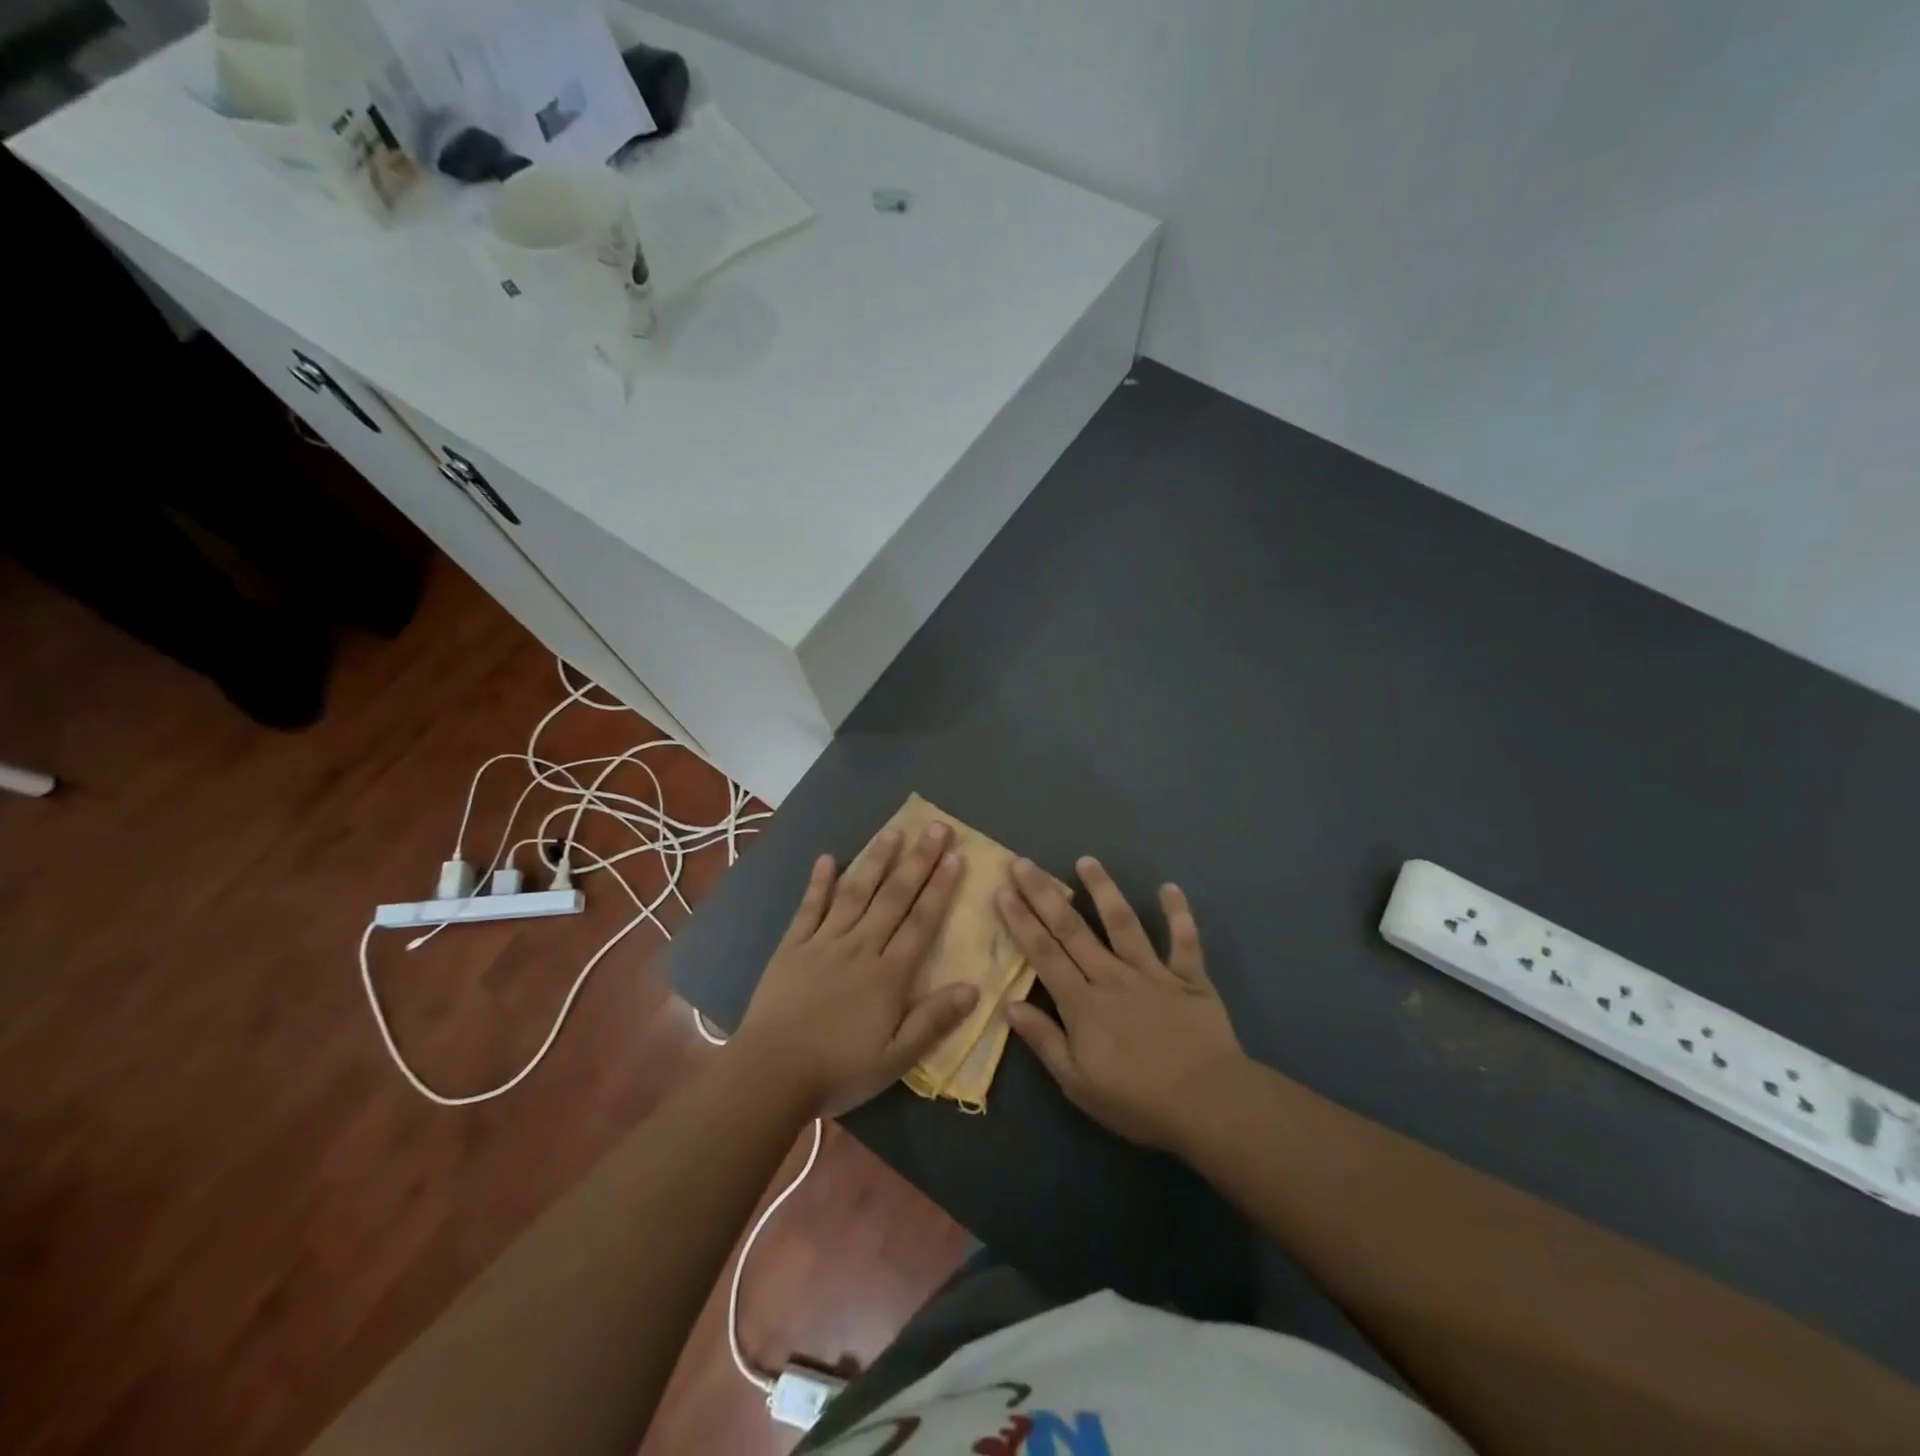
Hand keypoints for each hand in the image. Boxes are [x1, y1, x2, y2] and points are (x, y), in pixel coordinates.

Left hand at [733, 824, 978, 1118]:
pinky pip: (809, 908)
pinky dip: (819, 882)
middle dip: (918, 861)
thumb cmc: (838, 1069)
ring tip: (893, 831)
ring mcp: (823, 942)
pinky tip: (827, 858)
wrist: (771, 1073)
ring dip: (876, 860)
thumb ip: (934, 1020)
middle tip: (936, 828)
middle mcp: (860, 947)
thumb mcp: (895, 1058)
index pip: (921, 922)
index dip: (940, 888)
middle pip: (894, 897)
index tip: (955, 857)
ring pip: (855, 892)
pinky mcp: (792, 946)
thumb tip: (974, 987)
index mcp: (888, 974)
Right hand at [998, 857, 1245, 1154]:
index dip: (1021, 922)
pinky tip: (1170, 887)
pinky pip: (1184, 941)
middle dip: (1045, 894)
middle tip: (1025, 864)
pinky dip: (1178, 914)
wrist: (1209, 1104)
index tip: (1003, 891)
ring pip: (1123, 923)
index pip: (1044, 954)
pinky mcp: (1190, 978)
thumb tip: (1009, 1005)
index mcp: (1083, 1003)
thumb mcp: (1077, 1083)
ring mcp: (1153, 973)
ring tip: (1087, 861)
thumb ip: (1044, 1041)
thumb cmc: (1137, 1101)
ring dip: (1104, 889)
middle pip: (1073, 929)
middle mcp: (1113, 976)